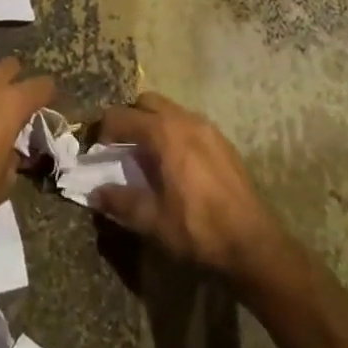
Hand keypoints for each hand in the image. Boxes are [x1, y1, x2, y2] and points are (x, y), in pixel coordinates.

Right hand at [91, 92, 291, 291]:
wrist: (252, 244)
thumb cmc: (197, 229)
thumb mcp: (151, 220)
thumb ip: (119, 201)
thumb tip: (95, 193)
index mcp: (164, 133)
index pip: (122, 116)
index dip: (103, 130)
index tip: (96, 151)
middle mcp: (186, 120)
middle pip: (147, 103)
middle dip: (129, 118)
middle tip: (120, 147)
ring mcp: (208, 128)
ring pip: (171, 111)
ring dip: (153, 124)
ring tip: (146, 156)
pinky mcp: (223, 142)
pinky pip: (189, 125)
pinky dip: (174, 133)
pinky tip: (175, 165)